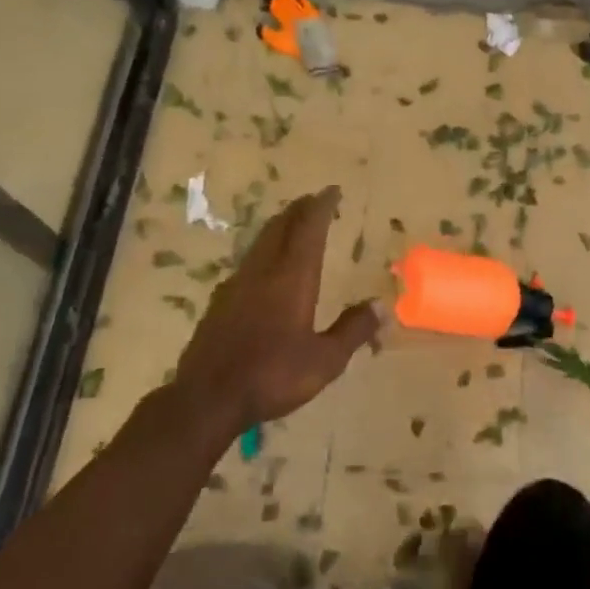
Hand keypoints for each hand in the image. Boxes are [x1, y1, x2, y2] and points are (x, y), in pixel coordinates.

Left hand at [171, 186, 381, 434]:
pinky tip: (264, 267)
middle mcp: (263, 272)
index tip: (332, 191)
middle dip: (299, 210)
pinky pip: (247, 262)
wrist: (207, 397)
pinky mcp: (219, 301)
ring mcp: (236, 284)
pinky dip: (263, 251)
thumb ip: (353, 330)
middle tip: (314, 201)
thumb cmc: (272, 376)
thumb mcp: (325, 361)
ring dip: (279, 227)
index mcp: (292, 279)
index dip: (321, 206)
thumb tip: (382, 305)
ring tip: (293, 225)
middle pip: (280, 227)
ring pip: (260, 242)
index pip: (308, 229)